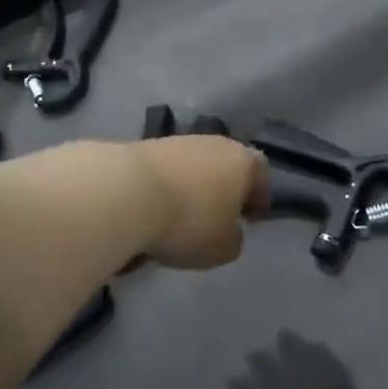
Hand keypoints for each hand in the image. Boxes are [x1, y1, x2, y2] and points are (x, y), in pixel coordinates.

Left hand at [134, 137, 270, 268]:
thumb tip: (228, 231)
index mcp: (242, 161)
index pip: (261, 172)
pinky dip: (165, 187)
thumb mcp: (223, 248)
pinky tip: (153, 209)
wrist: (126, 192)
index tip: (248, 218)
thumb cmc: (189, 221)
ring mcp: (179, 140)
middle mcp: (214, 143)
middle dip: (223, 189)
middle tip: (215, 217)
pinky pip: (166, 170)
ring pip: (194, 165)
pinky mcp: (147, 145)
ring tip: (178, 216)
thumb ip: (234, 239)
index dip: (258, 196)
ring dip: (191, 187)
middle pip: (226, 164)